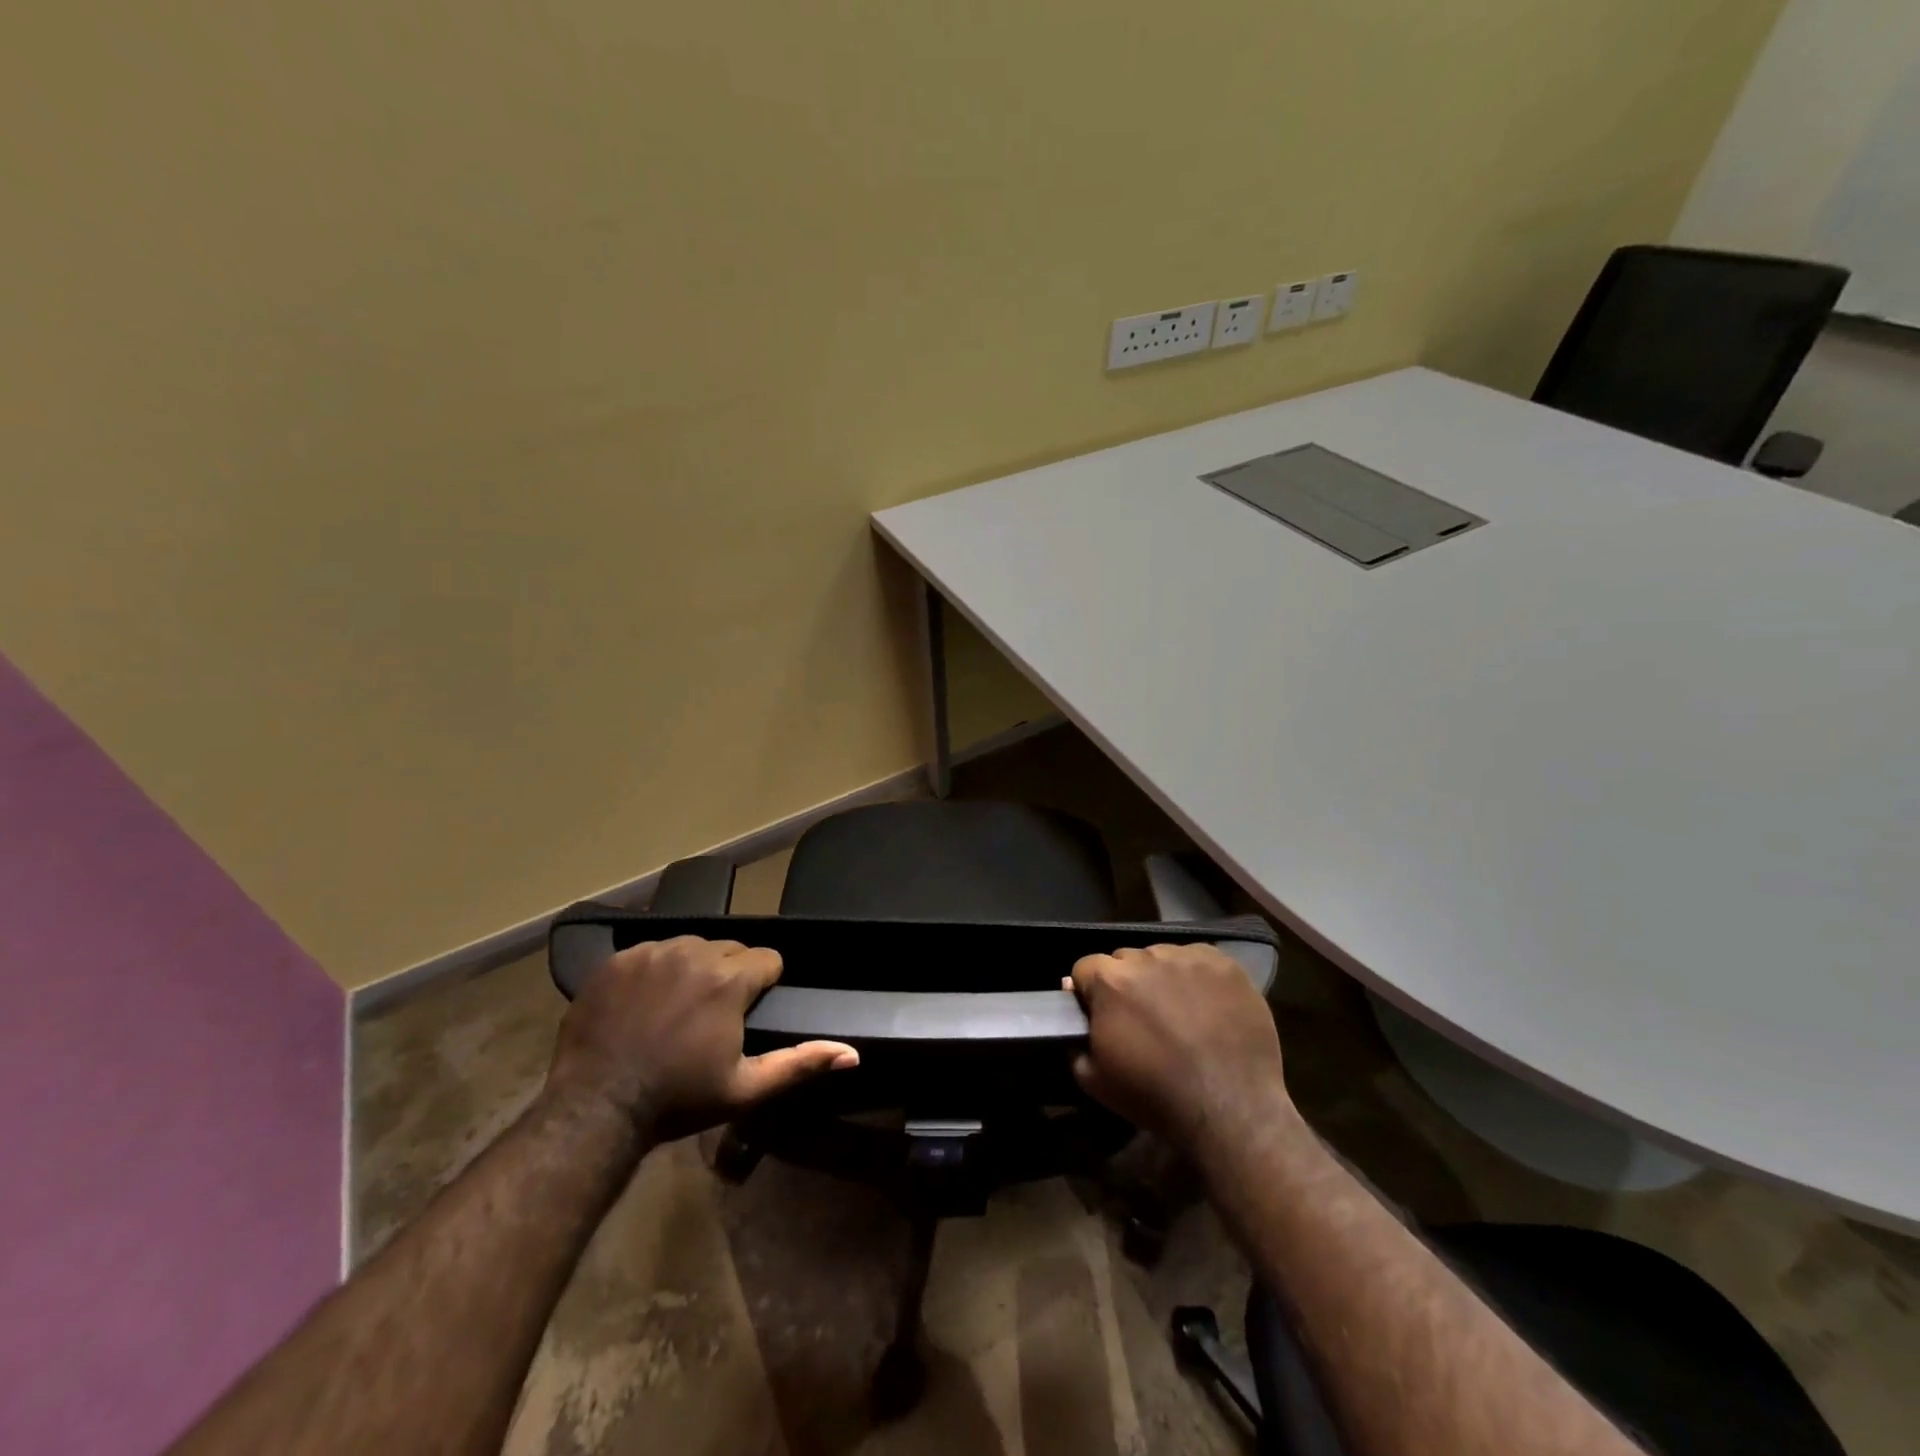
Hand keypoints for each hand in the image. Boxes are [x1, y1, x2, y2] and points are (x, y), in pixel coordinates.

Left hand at [546, 936, 857, 1141]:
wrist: (595, 1108)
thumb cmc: (677, 1100)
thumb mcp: (745, 1089)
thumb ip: (800, 1063)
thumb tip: (853, 1053)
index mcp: (729, 980)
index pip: (768, 959)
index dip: (764, 985)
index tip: (746, 1013)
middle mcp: (694, 953)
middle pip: (731, 949)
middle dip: (731, 975)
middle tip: (714, 1015)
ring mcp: (652, 952)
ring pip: (693, 945)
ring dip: (695, 968)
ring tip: (680, 1008)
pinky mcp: (618, 959)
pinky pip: (653, 951)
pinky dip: (657, 969)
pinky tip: (646, 1003)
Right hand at [1069, 944, 1296, 1168]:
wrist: (1231, 1108)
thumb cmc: (1156, 1096)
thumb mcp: (1094, 1080)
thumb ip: (1074, 1039)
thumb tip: (1075, 1009)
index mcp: (1109, 980)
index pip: (1085, 968)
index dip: (1090, 992)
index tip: (1103, 1016)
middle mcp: (1146, 957)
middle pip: (1125, 960)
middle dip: (1126, 983)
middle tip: (1143, 1017)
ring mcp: (1188, 957)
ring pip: (1162, 957)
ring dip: (1162, 978)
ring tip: (1179, 1012)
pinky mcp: (1224, 964)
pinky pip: (1199, 959)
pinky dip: (1197, 977)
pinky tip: (1207, 1006)